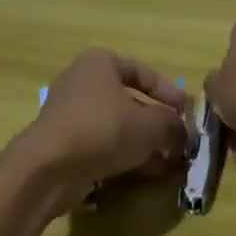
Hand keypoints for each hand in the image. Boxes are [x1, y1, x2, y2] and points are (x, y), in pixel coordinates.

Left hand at [22, 50, 190, 203]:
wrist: (49, 168)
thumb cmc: (103, 129)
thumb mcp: (149, 124)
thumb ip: (172, 124)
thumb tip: (186, 132)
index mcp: (99, 63)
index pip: (142, 72)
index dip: (168, 91)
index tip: (186, 110)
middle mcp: (82, 82)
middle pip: (129, 100)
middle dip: (157, 122)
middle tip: (179, 139)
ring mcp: (70, 114)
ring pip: (117, 125)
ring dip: (144, 142)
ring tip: (170, 160)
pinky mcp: (64, 144)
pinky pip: (102, 144)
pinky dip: (125, 154)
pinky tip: (148, 171)